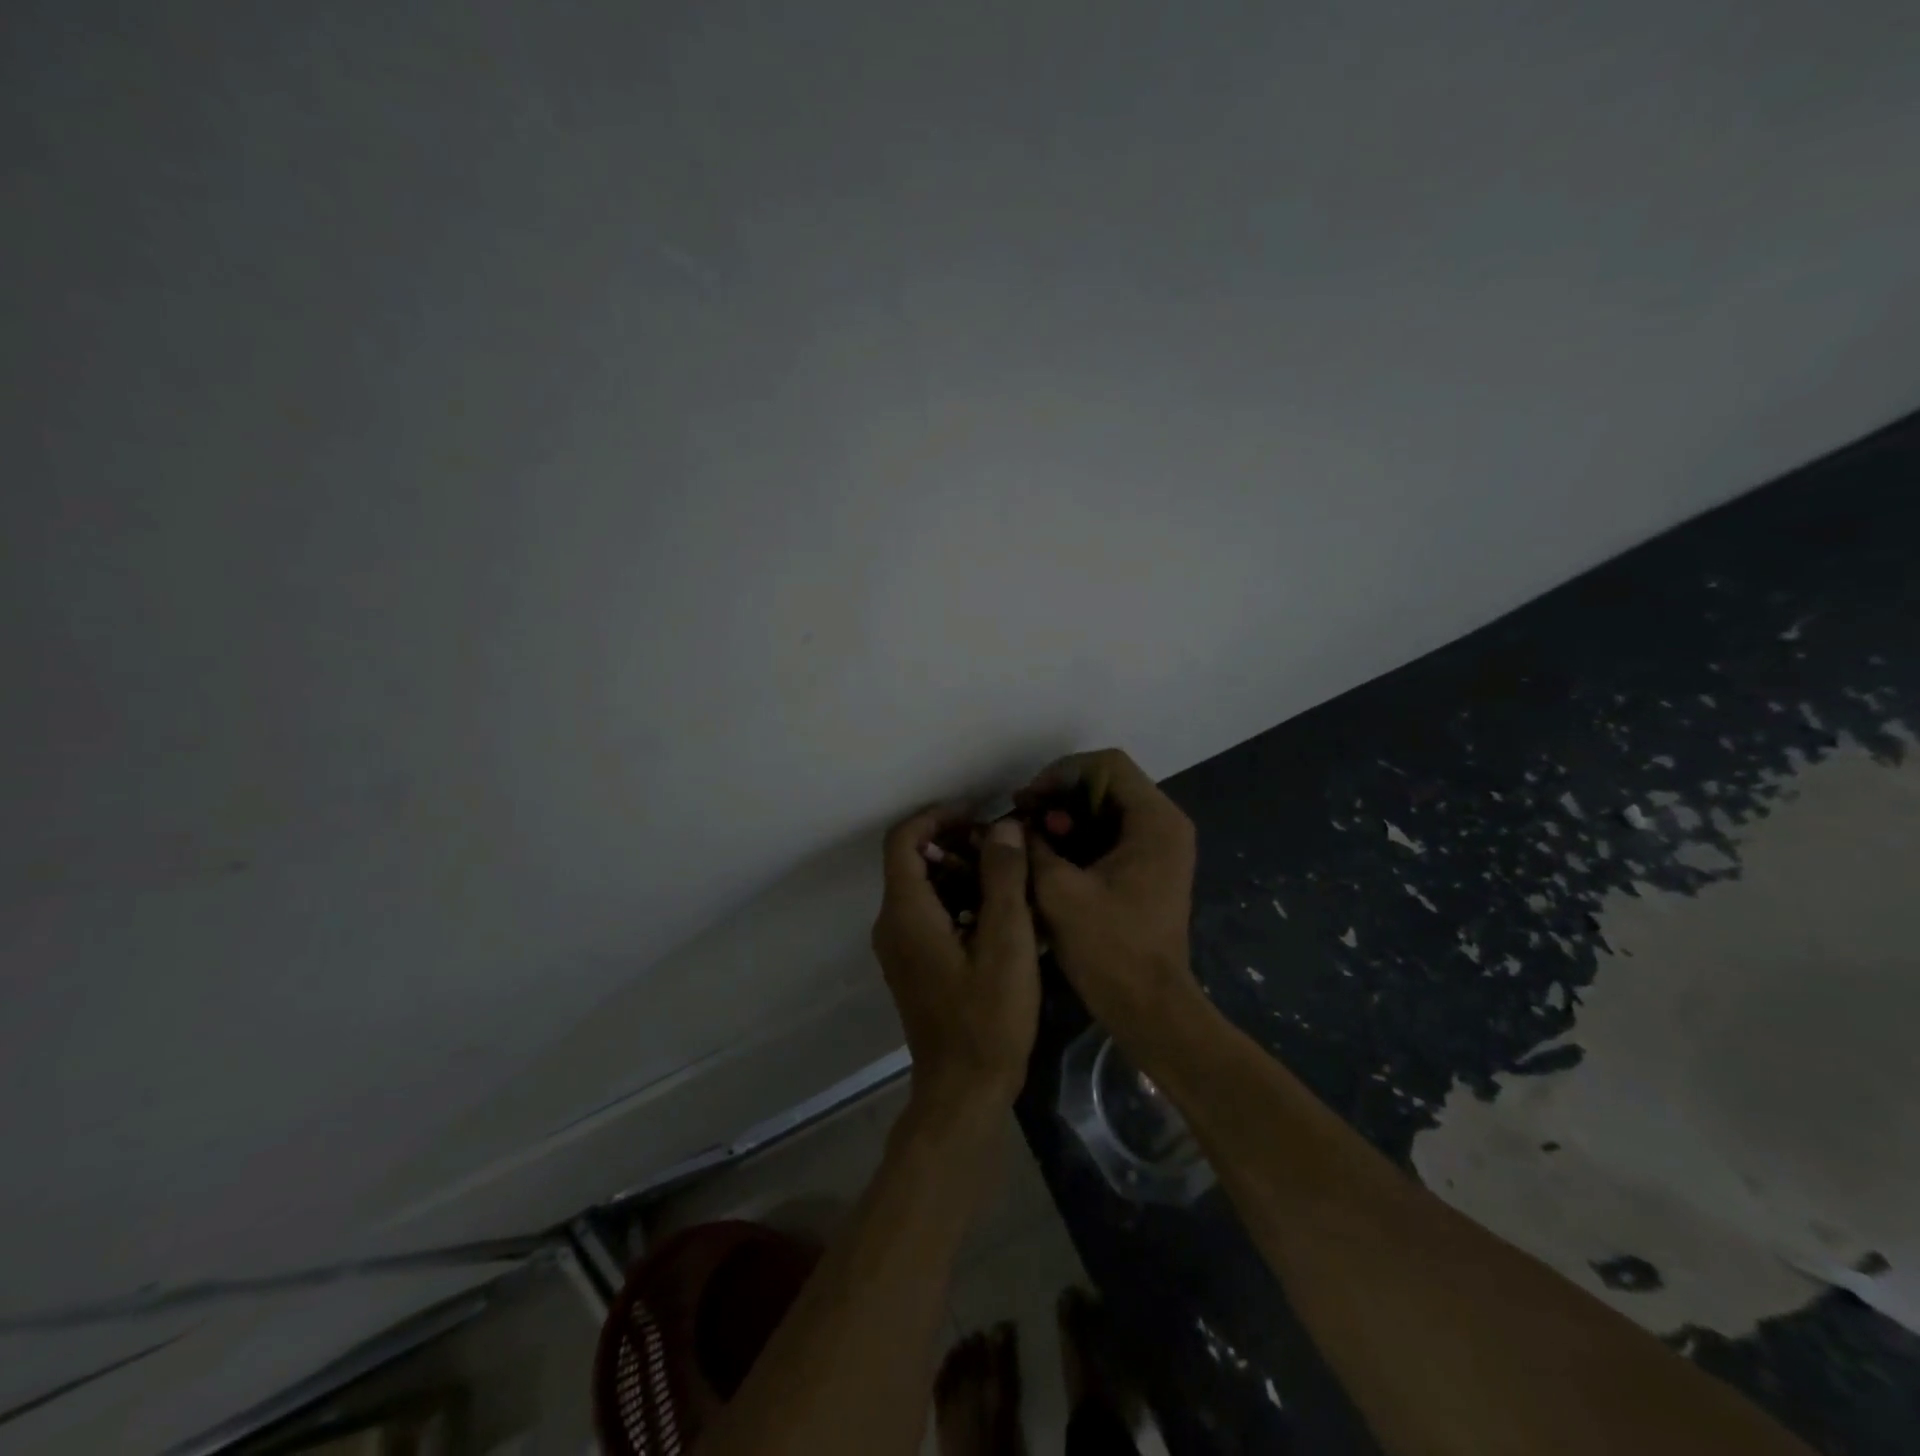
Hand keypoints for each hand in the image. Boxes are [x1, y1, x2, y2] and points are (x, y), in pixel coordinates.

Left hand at [872, 806, 1040, 1114]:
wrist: (963, 1091)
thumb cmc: (988, 1018)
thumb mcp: (1007, 943)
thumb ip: (1004, 879)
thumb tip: (1004, 827)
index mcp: (906, 912)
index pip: (904, 839)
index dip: (938, 817)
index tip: (978, 815)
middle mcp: (892, 923)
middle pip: (912, 860)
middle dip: (956, 843)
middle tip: (1003, 846)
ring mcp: (899, 947)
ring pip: (923, 887)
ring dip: (960, 871)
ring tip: (1008, 877)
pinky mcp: (913, 964)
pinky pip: (928, 914)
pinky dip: (958, 899)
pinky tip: (998, 914)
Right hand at [1018, 748, 1198, 1036]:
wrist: (1149, 1008)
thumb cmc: (1109, 949)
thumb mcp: (1059, 892)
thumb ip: (1032, 846)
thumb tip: (1013, 824)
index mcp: (1155, 821)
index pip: (1106, 765)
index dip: (1060, 773)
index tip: (1028, 801)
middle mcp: (1166, 825)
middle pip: (1107, 783)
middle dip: (1060, 796)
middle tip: (1024, 817)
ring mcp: (1161, 847)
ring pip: (1107, 809)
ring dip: (1067, 817)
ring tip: (1032, 838)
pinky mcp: (1151, 868)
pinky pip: (1112, 834)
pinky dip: (1080, 837)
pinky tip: (1050, 856)